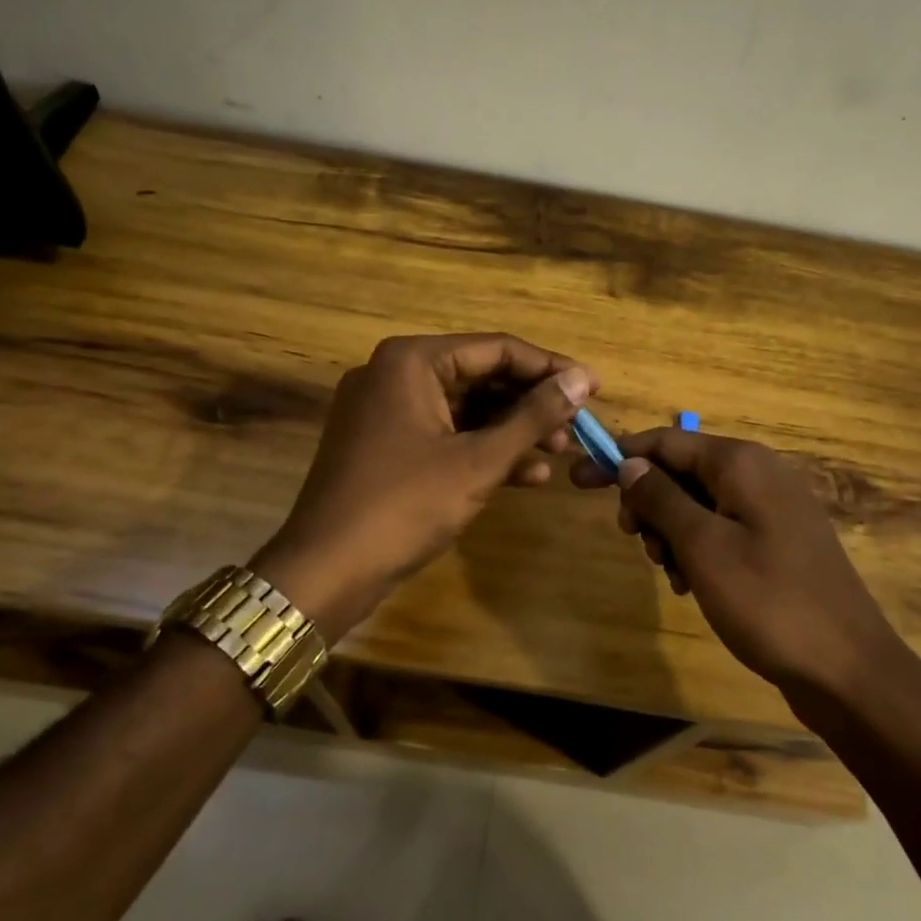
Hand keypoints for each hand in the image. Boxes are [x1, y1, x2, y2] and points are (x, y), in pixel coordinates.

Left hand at [256, 334, 595, 632]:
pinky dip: (482, 450)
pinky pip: (445, 434)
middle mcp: (395, 373)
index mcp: (411, 361)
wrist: (325, 571)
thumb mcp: (479, 461)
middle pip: (481, 376)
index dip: (550, 369)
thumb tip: (583, 380)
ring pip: (465, 409)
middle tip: (577, 428)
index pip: (497, 349)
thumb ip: (534, 416)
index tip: (594, 388)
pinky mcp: (385, 445)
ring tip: (560, 453)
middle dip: (531, 404)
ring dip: (512, 431)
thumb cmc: (405, 506)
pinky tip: (526, 475)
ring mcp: (386, 410)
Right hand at [576, 428, 894, 693]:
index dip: (618, 457)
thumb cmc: (768, 601)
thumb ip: (660, 499)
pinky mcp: (778, 542)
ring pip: (698, 504)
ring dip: (671, 533)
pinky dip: (697, 549)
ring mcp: (772, 509)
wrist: (848, 670)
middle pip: (681, 471)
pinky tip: (692, 585)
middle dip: (649, 503)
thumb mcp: (702, 547)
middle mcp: (759, 474)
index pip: (665, 442)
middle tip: (636, 542)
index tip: (577, 480)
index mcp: (741, 463)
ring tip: (672, 574)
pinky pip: (721, 529)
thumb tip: (628, 464)